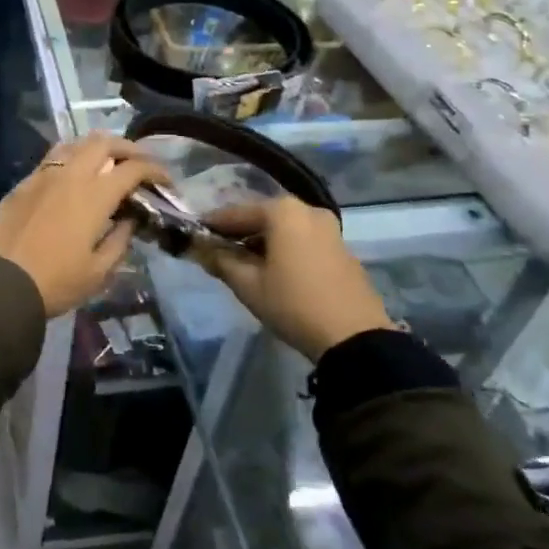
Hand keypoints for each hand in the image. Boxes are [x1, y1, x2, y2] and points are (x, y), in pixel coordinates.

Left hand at [0, 135, 168, 317]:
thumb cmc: (55, 282)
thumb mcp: (98, 271)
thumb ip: (119, 240)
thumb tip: (128, 220)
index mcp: (94, 195)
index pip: (132, 169)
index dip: (154, 170)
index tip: (165, 180)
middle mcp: (70, 175)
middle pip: (103, 143)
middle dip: (126, 148)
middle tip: (138, 162)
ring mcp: (42, 176)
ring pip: (74, 144)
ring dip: (96, 147)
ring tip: (105, 163)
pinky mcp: (22, 184)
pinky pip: (51, 159)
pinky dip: (70, 159)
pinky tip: (71, 178)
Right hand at [200, 198, 394, 360]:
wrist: (355, 338)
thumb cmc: (293, 304)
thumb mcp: (248, 285)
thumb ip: (220, 260)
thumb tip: (199, 248)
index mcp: (282, 211)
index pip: (235, 213)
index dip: (212, 225)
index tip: (194, 236)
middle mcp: (307, 210)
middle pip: (261, 217)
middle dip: (239, 232)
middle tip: (217, 251)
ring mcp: (329, 228)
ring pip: (284, 229)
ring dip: (262, 241)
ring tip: (243, 263)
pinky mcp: (342, 249)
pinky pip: (303, 240)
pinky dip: (285, 248)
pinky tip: (274, 270)